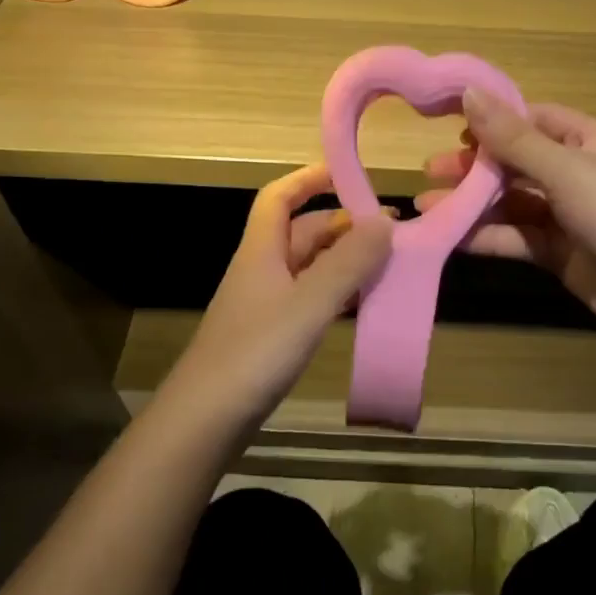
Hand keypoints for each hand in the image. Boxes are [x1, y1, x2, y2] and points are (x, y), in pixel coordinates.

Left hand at [171, 163, 393, 423]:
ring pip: (310, 268)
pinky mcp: (272, 335)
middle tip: (391, 231)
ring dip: (345, 261)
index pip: (279, 197)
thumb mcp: (309, 303)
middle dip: (344, 225)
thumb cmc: (255, 352)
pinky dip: (338, 294)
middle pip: (303, 232)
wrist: (204, 421)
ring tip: (388, 264)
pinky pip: (311, 299)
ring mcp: (266, 304)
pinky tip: (363, 304)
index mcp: (262, 250)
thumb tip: (384, 221)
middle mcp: (262, 270)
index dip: (309, 178)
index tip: (349, 173)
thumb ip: (348, 263)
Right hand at [416, 93, 595, 363]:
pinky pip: (517, 236)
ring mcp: (568, 215)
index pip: (534, 118)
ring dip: (473, 203)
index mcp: (589, 140)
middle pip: (517, 161)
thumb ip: (514, 138)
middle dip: (475, 165)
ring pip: (512, 201)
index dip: (494, 120)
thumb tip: (469, 92)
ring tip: (428, 206)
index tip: (451, 126)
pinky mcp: (559, 252)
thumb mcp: (567, 170)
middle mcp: (578, 172)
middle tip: (431, 171)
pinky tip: (453, 237)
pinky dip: (487, 235)